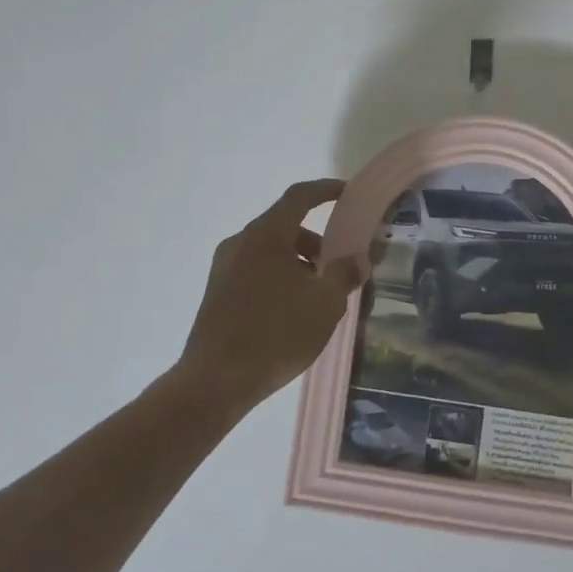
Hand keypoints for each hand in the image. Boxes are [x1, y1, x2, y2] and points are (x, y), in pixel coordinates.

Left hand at [177, 179, 363, 408]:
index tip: (348, 193)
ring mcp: (224, 267)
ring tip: (318, 297)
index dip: (326, 190)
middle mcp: (241, 242)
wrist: (215, 381)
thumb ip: (344, 274)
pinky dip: (279, 276)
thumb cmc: (276, 334)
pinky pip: (255, 269)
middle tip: (340, 267)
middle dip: (316, 241)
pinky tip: (292, 312)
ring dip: (298, 262)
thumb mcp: (325, 304)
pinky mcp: (216, 291)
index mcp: (266, 236)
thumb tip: (356, 259)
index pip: (299, 197)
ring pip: (270, 250)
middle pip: (285, 226)